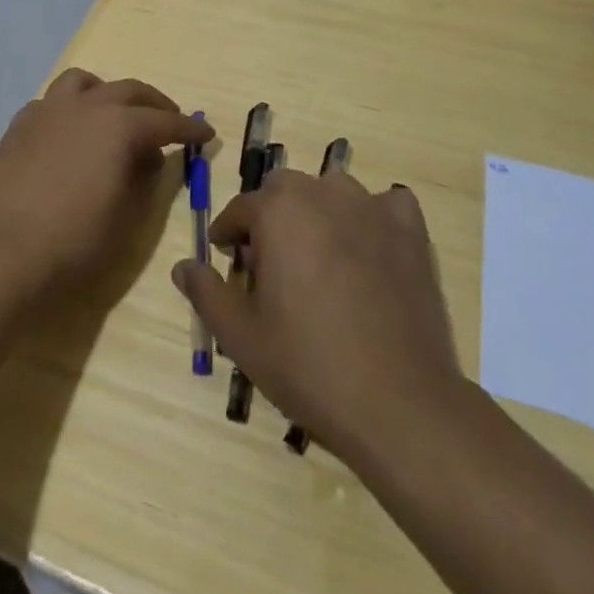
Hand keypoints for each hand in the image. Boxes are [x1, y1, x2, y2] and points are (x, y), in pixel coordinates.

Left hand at [0, 69, 212, 303]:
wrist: (3, 253)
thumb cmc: (74, 242)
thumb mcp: (126, 217)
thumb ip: (143, 179)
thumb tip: (147, 157)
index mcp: (120, 126)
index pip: (166, 121)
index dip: (189, 129)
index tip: (206, 134)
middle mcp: (87, 106)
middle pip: (130, 91)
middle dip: (155, 104)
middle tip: (169, 121)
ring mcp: (48, 110)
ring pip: (84, 82)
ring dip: (106, 93)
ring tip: (113, 114)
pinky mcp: (20, 125)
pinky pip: (51, 103)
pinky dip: (69, 110)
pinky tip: (69, 133)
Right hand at [173, 168, 461, 461]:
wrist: (398, 403)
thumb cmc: (309, 366)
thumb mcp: (241, 336)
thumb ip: (206, 292)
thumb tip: (183, 266)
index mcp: (279, 210)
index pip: (241, 208)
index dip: (228, 233)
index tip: (227, 259)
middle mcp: (324, 193)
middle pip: (286, 190)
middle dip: (271, 217)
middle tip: (272, 265)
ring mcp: (372, 207)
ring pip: (333, 192)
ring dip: (319, 213)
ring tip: (319, 259)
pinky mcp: (410, 230)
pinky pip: (386, 205)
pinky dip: (374, 218)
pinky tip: (372, 250)